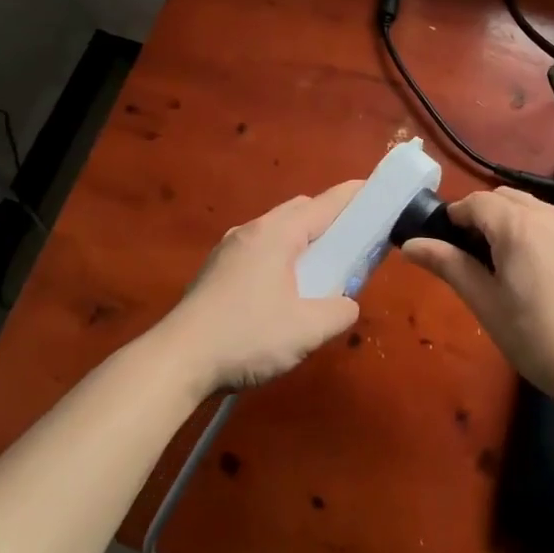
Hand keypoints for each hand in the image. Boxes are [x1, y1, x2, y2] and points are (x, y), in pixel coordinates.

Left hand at [159, 182, 362, 393]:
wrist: (176, 361)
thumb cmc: (246, 337)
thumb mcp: (306, 330)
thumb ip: (339, 311)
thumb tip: (347, 303)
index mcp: (277, 233)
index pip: (325, 203)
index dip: (354, 196)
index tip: (377, 191)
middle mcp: (252, 229)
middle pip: (299, 210)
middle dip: (328, 219)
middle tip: (351, 243)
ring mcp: (229, 247)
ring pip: (276, 230)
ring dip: (302, 240)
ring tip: (319, 270)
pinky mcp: (216, 269)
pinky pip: (258, 248)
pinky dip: (280, 255)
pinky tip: (281, 290)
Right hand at [403, 187, 553, 405]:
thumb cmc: (536, 338)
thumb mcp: (485, 302)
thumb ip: (448, 265)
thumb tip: (410, 245)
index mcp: (517, 224)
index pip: (475, 202)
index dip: (454, 219)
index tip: (445, 248)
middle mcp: (546, 214)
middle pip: (501, 197)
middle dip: (480, 216)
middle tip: (471, 259)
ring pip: (526, 205)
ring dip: (506, 220)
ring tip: (501, 265)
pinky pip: (549, 219)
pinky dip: (530, 228)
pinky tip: (532, 269)